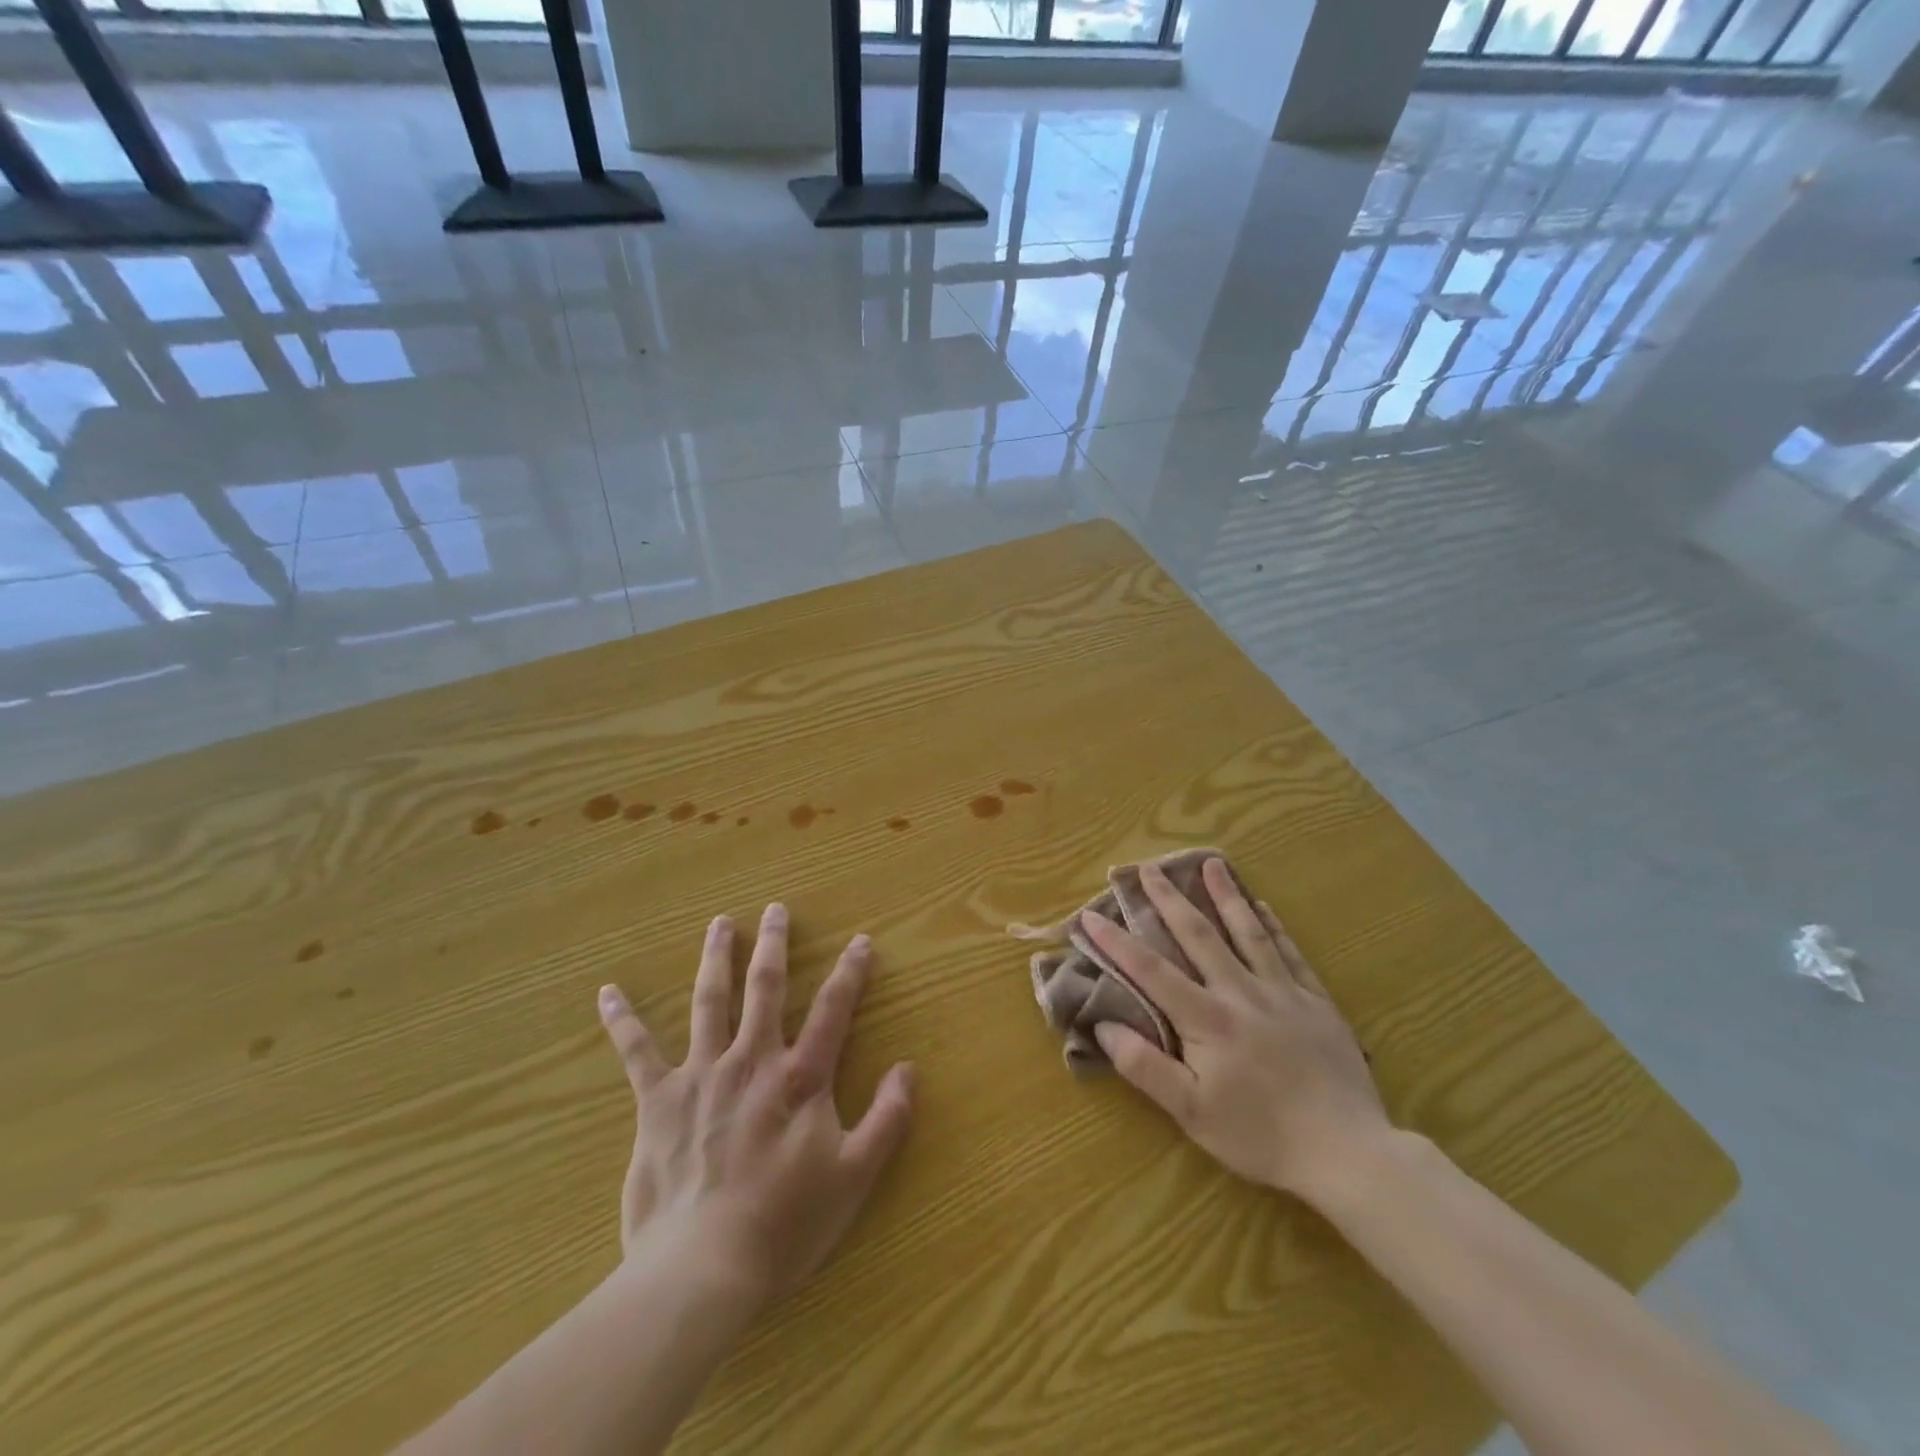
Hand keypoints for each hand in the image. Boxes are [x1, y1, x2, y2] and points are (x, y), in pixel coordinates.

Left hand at [596, 904, 914, 1307]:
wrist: (701, 1268)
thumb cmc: (784, 1224)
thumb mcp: (854, 1176)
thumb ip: (887, 1119)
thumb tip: (908, 1068)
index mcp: (800, 1078)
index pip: (833, 1010)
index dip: (851, 972)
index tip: (860, 940)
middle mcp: (752, 1061)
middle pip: (766, 988)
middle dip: (774, 945)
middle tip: (775, 909)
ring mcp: (702, 1074)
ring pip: (709, 1001)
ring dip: (716, 958)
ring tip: (720, 923)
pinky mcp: (658, 1100)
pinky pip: (636, 1052)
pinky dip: (622, 1021)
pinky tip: (608, 993)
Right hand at [1083, 858, 1388, 1205]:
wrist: (1347, 1152)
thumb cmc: (1260, 1136)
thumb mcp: (1191, 1112)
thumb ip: (1144, 1067)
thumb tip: (1103, 1027)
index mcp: (1206, 1018)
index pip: (1151, 970)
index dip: (1117, 942)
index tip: (1090, 916)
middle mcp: (1240, 992)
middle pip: (1199, 935)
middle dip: (1169, 899)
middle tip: (1149, 867)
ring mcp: (1282, 993)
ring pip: (1248, 932)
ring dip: (1225, 896)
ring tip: (1211, 864)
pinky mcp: (1316, 1002)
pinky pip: (1290, 953)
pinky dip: (1273, 926)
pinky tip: (1263, 907)